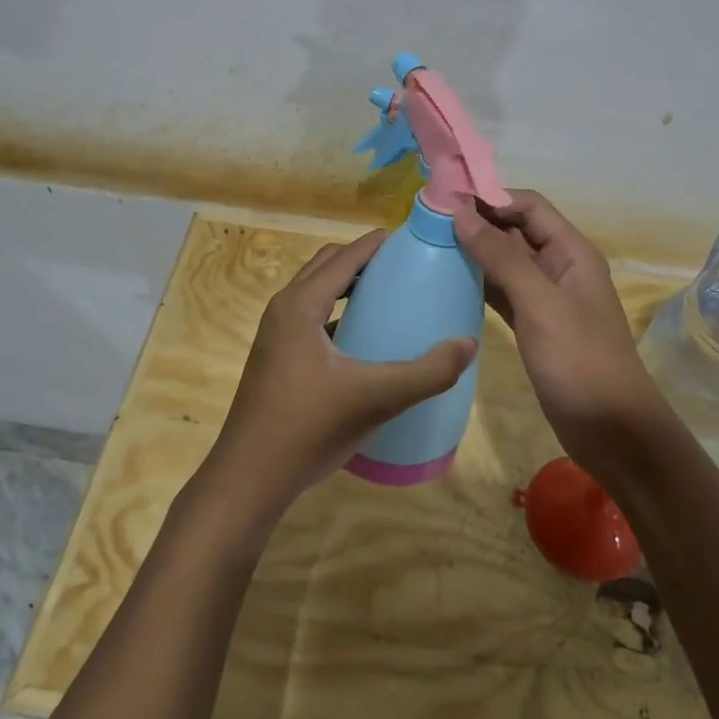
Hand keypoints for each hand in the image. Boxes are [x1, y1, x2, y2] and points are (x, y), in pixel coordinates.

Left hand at [204, 230, 476, 521]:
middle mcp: (283, 309)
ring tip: (388, 298)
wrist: (249, 479)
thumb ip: (427, 372)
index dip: (377, 244)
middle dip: (363, 260)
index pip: (344, 257)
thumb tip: (468, 344)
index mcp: (300, 305)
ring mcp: (276, 335)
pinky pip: (311, 318)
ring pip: (316, 292)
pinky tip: (363, 340)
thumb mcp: (376, 398)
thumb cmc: (308, 428)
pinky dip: (337, 313)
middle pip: (327, 266)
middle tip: (404, 269)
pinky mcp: (276, 359)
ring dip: (348, 286)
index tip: (413, 239)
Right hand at [454, 191, 670, 482]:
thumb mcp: (540, 303)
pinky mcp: (533, 326)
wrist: (611, 430)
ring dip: (475, 252)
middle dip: (478, 222)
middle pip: (516, 230)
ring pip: (506, 262)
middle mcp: (559, 267)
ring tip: (431, 246)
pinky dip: (479, 284)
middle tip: (429, 222)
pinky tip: (449, 282)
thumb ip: (501, 256)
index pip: (529, 206)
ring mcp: (546, 299)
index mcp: (571, 252)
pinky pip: (502, 292)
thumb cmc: (580, 360)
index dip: (491, 197)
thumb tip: (461, 213)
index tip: (447, 199)